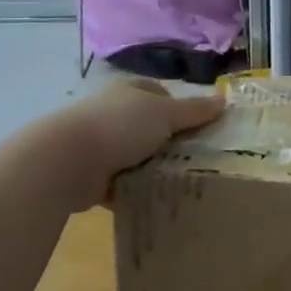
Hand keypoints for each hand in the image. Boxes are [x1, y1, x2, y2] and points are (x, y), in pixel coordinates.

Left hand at [33, 79, 223, 209]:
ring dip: (154, 167)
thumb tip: (224, 101)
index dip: (181, 108)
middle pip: (150, 126)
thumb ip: (195, 111)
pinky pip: (123, 182)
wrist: (66, 162)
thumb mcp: (165, 114)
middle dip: (171, 141)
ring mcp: (99, 144)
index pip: (159, 94)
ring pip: (137, 154)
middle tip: (198, 157)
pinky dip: (136, 189)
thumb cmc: (120, 126)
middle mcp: (113, 113)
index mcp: (129, 92)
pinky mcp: (91, 173)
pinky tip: (155, 198)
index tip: (201, 128)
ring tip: (181, 180)